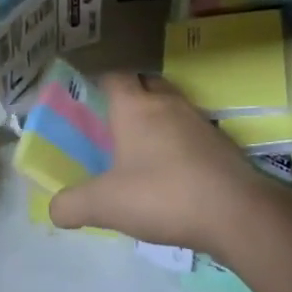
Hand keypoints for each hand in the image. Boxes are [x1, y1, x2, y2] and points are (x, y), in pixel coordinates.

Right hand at [49, 75, 268, 253]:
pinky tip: (174, 174)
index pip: (114, 77)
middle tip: (114, 126)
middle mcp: (167, 103)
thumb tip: (54, 209)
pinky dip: (181, 144)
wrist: (237, 213)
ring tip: (143, 151)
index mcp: (135, 107)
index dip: (99, 85)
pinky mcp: (222, 144)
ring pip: (172, 107)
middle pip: (146, 84)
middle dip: (130, 97)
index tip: (88, 104)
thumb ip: (72, 205)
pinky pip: (192, 133)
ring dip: (158, 120)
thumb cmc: (163, 195)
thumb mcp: (105, 205)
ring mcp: (199, 122)